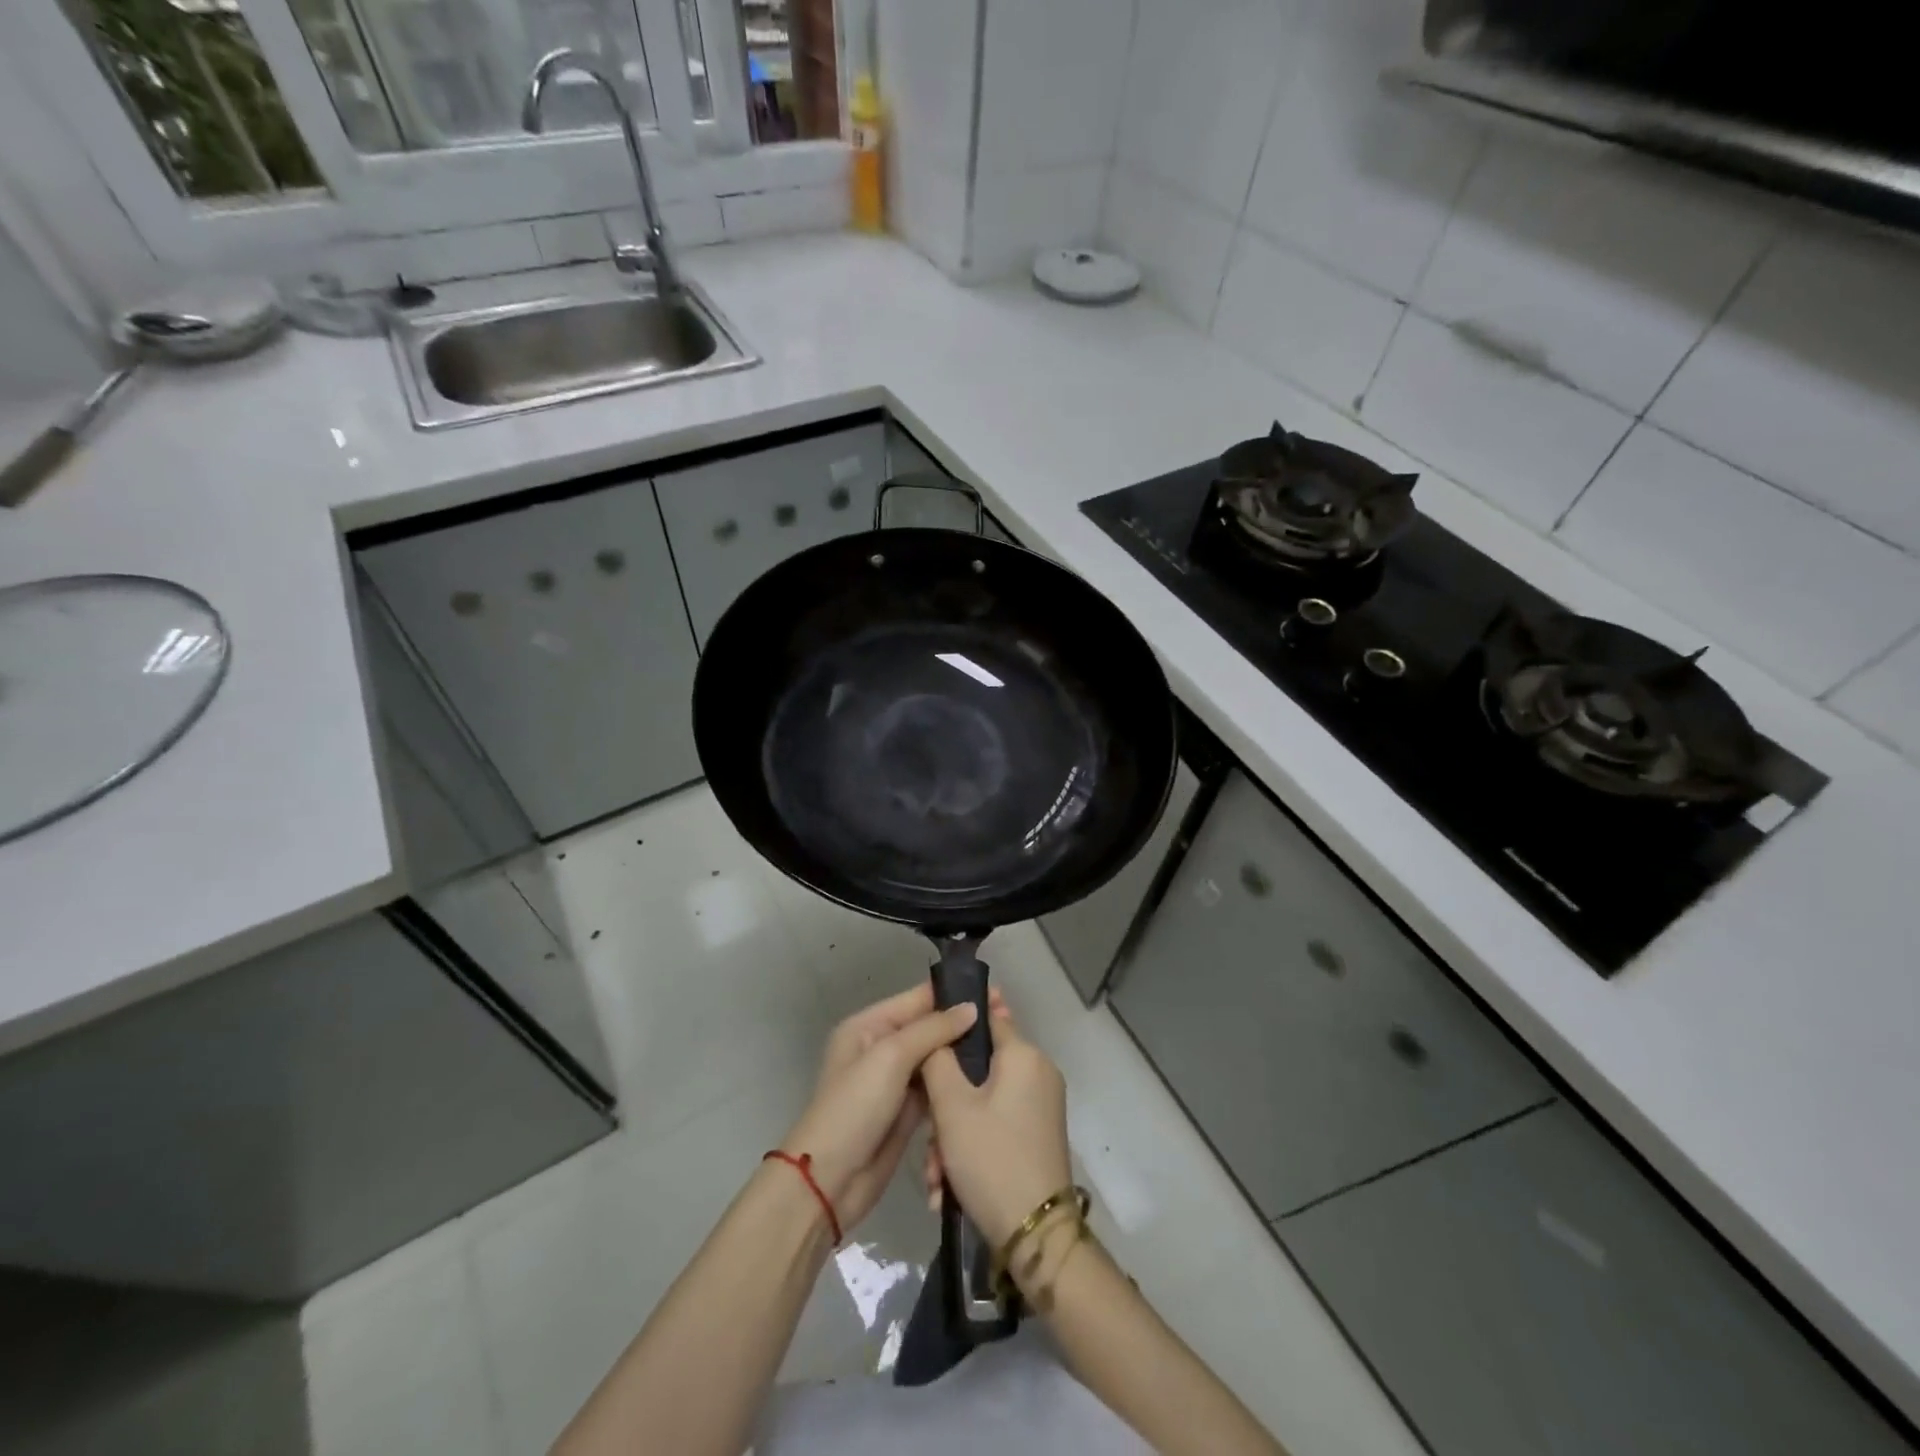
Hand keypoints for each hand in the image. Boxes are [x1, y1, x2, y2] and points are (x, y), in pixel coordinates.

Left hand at [780, 984, 977, 1234]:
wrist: (830, 1182)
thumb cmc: (855, 1108)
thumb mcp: (890, 1057)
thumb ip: (932, 1029)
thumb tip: (971, 1008)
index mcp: (868, 1026)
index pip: (917, 999)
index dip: (953, 995)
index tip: (995, 994)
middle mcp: (881, 1047)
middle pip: (928, 1028)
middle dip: (962, 1025)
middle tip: (1005, 1022)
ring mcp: (894, 1081)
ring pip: (935, 1058)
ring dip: (961, 1055)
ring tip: (1001, 1047)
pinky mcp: (906, 1111)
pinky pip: (935, 1087)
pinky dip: (954, 1083)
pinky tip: (985, 1079)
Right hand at [919, 996, 1072, 1247]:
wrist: (1036, 1237)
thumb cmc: (992, 1158)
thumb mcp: (952, 1107)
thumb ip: (937, 1059)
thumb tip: (938, 1029)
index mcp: (1023, 1055)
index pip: (985, 1015)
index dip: (953, 1021)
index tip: (923, 1037)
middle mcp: (1037, 1072)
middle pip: (978, 1068)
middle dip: (946, 1103)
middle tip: (928, 1139)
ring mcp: (1040, 1105)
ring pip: (982, 1102)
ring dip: (952, 1134)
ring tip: (936, 1175)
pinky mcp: (1037, 1135)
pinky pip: (995, 1124)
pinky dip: (971, 1147)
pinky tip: (948, 1186)